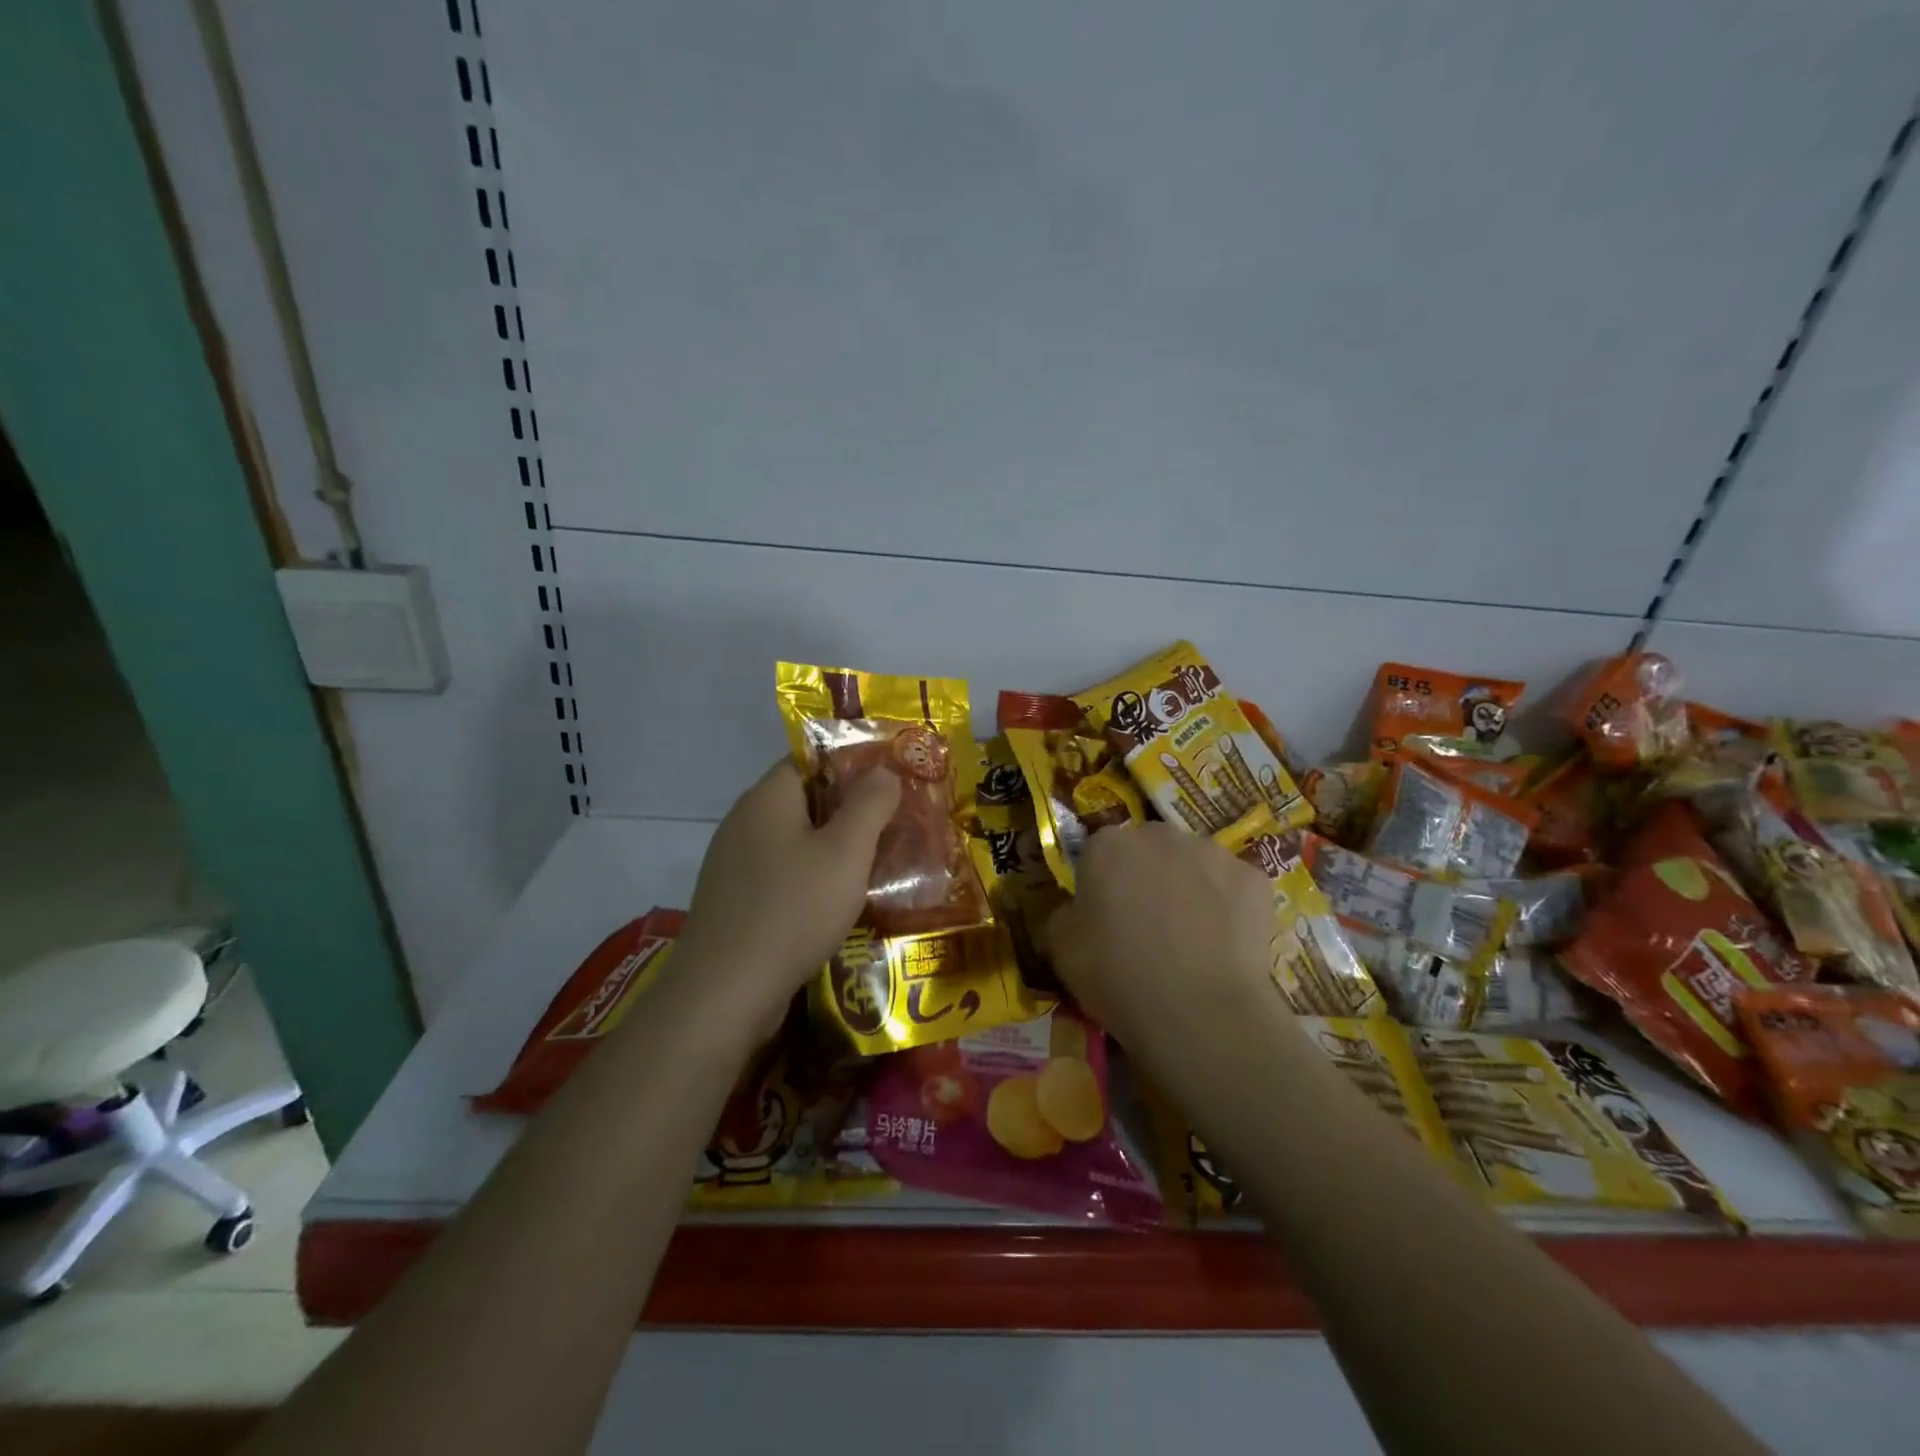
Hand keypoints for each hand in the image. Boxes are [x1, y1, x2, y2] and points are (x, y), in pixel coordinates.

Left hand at [675, 760, 899, 1027]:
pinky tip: (837, 902)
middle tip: (893, 824)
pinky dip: (810, 878)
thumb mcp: (845, 852)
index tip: (889, 780)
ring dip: (831, 849)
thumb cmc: (793, 909)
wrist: (725, 992)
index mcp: (767, 798)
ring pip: (793, 841)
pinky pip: (780, 874)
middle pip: (803, 800)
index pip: (809, 759)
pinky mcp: (733, 901)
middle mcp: (743, 822)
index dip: (851, 763)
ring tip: (875, 863)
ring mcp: (733, 864)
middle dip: (848, 810)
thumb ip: (869, 804)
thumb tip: (884, 770)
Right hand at [1044, 822, 1280, 1056]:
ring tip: (1191, 937)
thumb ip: (1062, 917)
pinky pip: (1234, 887)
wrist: (1199, 1012)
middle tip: (1147, 924)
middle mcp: (1159, 835)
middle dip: (1147, 875)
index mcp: (1107, 846)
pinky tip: (1225, 945)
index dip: (1101, 882)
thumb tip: (1073, 913)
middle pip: (1149, 848)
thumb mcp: (1062, 951)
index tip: (1104, 915)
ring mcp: (1212, 853)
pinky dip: (1229, 907)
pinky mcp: (1254, 879)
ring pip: (1194, 863)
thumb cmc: (1118, 976)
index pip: (1098, 851)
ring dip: (1189, 886)